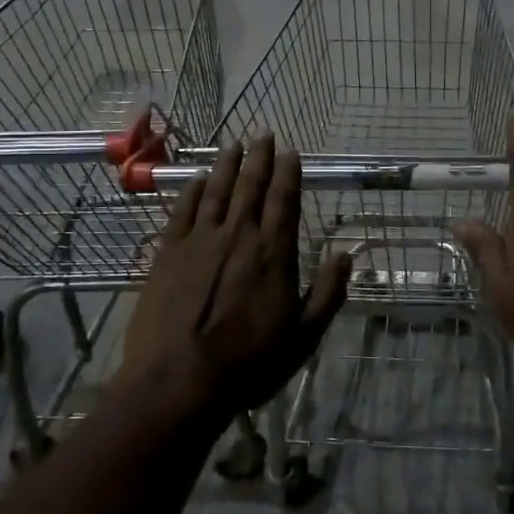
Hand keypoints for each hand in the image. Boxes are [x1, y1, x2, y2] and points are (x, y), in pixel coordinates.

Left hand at [121, 135, 349, 423]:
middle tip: (263, 133)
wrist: (180, 379)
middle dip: (259, 158)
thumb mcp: (305, 335)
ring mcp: (199, 241)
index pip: (284, 200)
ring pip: (217, 191)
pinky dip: (192, 191)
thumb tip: (346, 254)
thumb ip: (329, 292)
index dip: (289, 172)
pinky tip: (197, 179)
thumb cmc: (250, 362)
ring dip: (226, 165)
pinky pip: (182, 211)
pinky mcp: (168, 253)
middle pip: (251, 186)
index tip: (291, 151)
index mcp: (274, 252)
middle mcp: (238, 235)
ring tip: (232, 144)